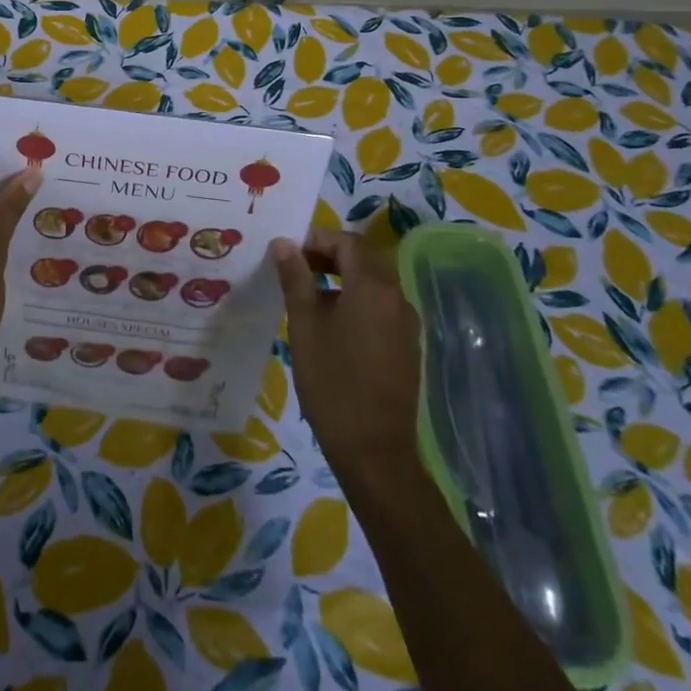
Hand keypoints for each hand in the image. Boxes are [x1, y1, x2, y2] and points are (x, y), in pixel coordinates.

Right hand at [272, 229, 422, 493]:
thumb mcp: (304, 325)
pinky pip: (381, 307)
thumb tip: (284, 244)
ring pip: (374, 283)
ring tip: (308, 296)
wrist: (374, 451)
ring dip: (343, 278)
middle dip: (329, 255)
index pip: (347, 242)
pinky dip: (357, 301)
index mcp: (373, 287)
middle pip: (365, 259)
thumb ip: (296, 279)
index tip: (287, 252)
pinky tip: (332, 326)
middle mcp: (397, 298)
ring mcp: (406, 324)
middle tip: (295, 268)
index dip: (317, 239)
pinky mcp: (407, 347)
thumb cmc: (332, 381)